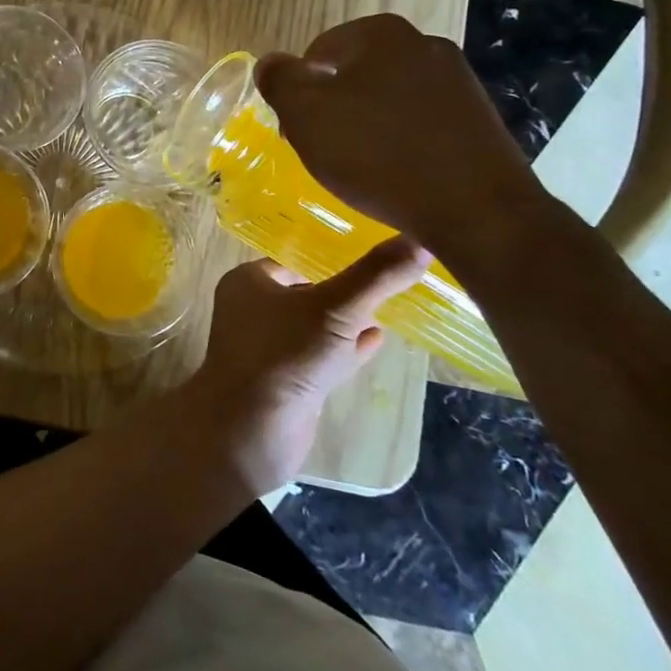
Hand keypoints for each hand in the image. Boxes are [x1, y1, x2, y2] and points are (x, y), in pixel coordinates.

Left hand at [183, 237, 430, 495]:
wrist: (252, 431)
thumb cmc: (285, 355)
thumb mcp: (336, 308)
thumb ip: (376, 276)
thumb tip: (420, 240)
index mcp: (249, 281)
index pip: (295, 259)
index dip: (332, 256)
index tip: (374, 252)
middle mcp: (252, 310)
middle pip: (306, 292)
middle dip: (344, 290)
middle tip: (388, 279)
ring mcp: (267, 348)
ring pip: (315, 327)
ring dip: (348, 321)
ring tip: (389, 307)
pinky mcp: (285, 382)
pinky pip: (320, 356)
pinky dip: (347, 348)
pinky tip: (378, 341)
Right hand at [255, 14, 547, 259]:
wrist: (477, 210)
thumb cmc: (377, 153)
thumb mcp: (306, 115)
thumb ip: (279, 80)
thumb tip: (270, 63)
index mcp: (381, 34)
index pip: (317, 53)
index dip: (298, 92)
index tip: (298, 131)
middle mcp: (424, 45)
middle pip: (354, 73)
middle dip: (334, 107)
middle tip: (325, 149)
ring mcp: (458, 81)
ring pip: (388, 99)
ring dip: (367, 125)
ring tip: (361, 167)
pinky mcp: (479, 119)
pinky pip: (420, 123)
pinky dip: (401, 142)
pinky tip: (397, 174)